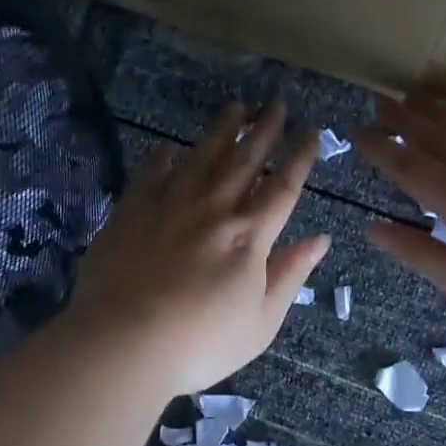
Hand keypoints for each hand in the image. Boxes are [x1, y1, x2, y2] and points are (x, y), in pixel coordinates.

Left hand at [69, 102, 330, 395]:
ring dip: (220, 131)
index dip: (299, 157)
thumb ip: (290, 275)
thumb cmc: (202, 342)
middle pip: (244, 161)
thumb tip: (320, 239)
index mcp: (250, 236)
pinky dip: (161, 158)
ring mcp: (169, 206)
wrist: (124, 342)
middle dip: (263, 130)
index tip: (310, 130)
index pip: (283, 187)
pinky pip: (151, 175)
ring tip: (234, 107)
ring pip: (201, 157)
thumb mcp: (261, 322)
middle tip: (275, 102)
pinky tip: (166, 146)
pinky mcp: (131, 212)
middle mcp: (214, 210)